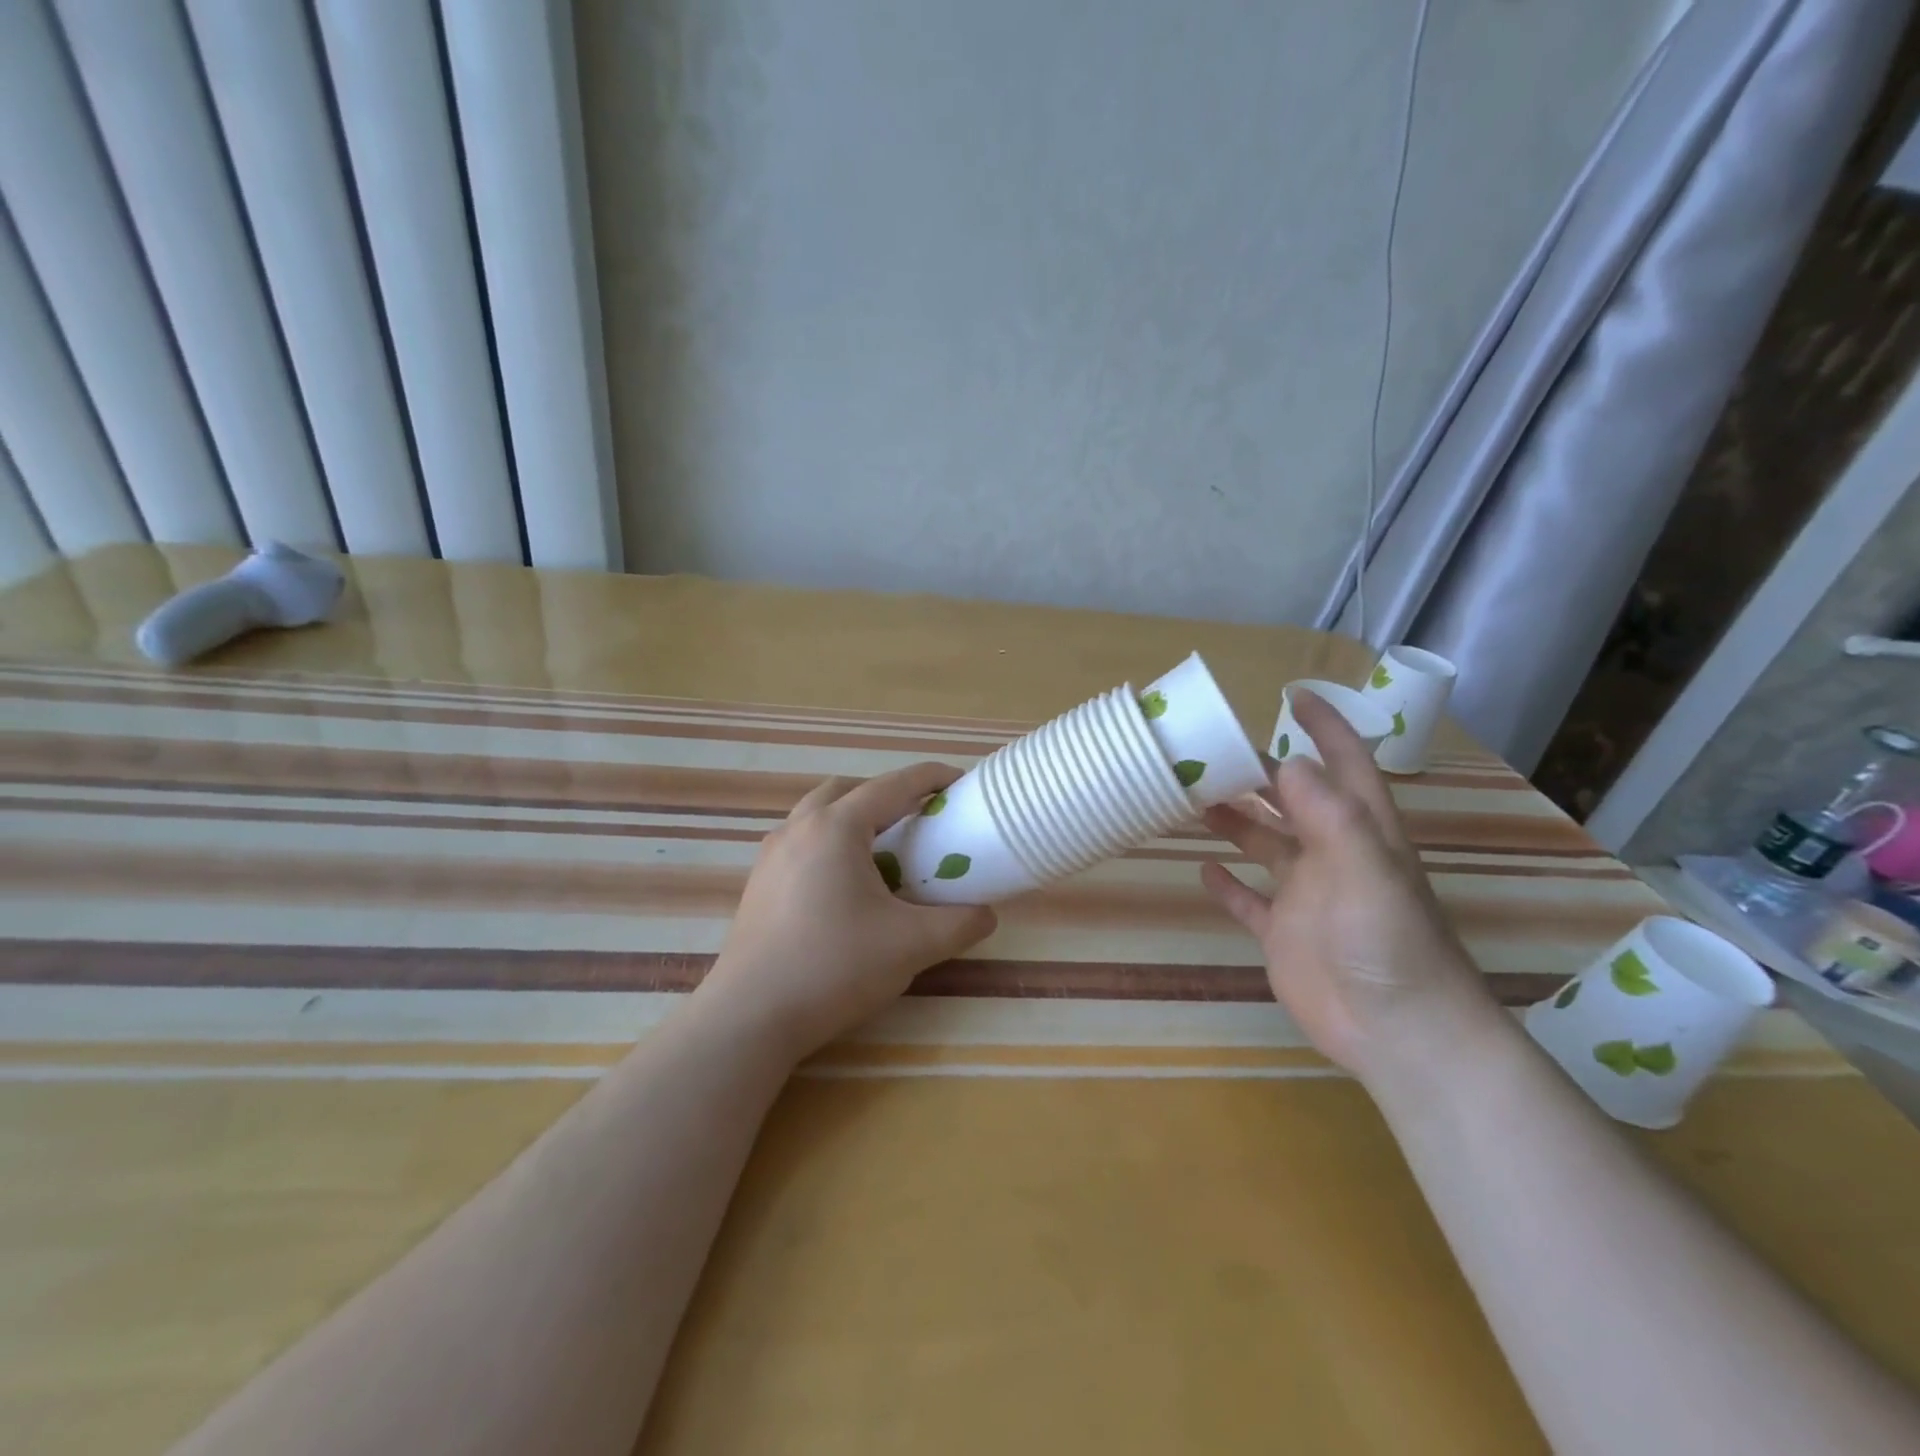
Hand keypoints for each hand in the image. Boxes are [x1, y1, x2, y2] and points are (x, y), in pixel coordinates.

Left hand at [700, 763, 997, 1060]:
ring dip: (854, 819)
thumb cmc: (834, 967)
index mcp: (836, 828)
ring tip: (883, 854)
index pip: (892, 786)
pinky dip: (830, 845)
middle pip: (848, 790)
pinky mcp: (758, 884)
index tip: (959, 783)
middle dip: (886, 795)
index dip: (930, 778)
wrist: (750, 1016)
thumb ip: (959, 924)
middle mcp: (798, 829)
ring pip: (818, 815)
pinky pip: (801, 844)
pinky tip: (846, 888)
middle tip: (918, 821)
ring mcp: (771, 856)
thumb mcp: (911, 945)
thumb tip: (986, 914)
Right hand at [1198, 691, 1500, 1087]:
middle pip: (1292, 800)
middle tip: (1210, 750)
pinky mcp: (1284, 933)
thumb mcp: (1367, 870)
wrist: (1399, 1034)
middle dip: (1258, 771)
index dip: (1324, 727)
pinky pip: (1249, 901)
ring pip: (1265, 844)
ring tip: (1192, 797)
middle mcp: (1332, 854)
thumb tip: (1288, 762)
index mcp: (1360, 832)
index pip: (1344, 764)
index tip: (1292, 695)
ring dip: (1234, 820)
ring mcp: (1306, 895)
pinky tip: (1202, 868)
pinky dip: (1227, 884)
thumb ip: (1331, 816)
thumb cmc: (1388, 945)